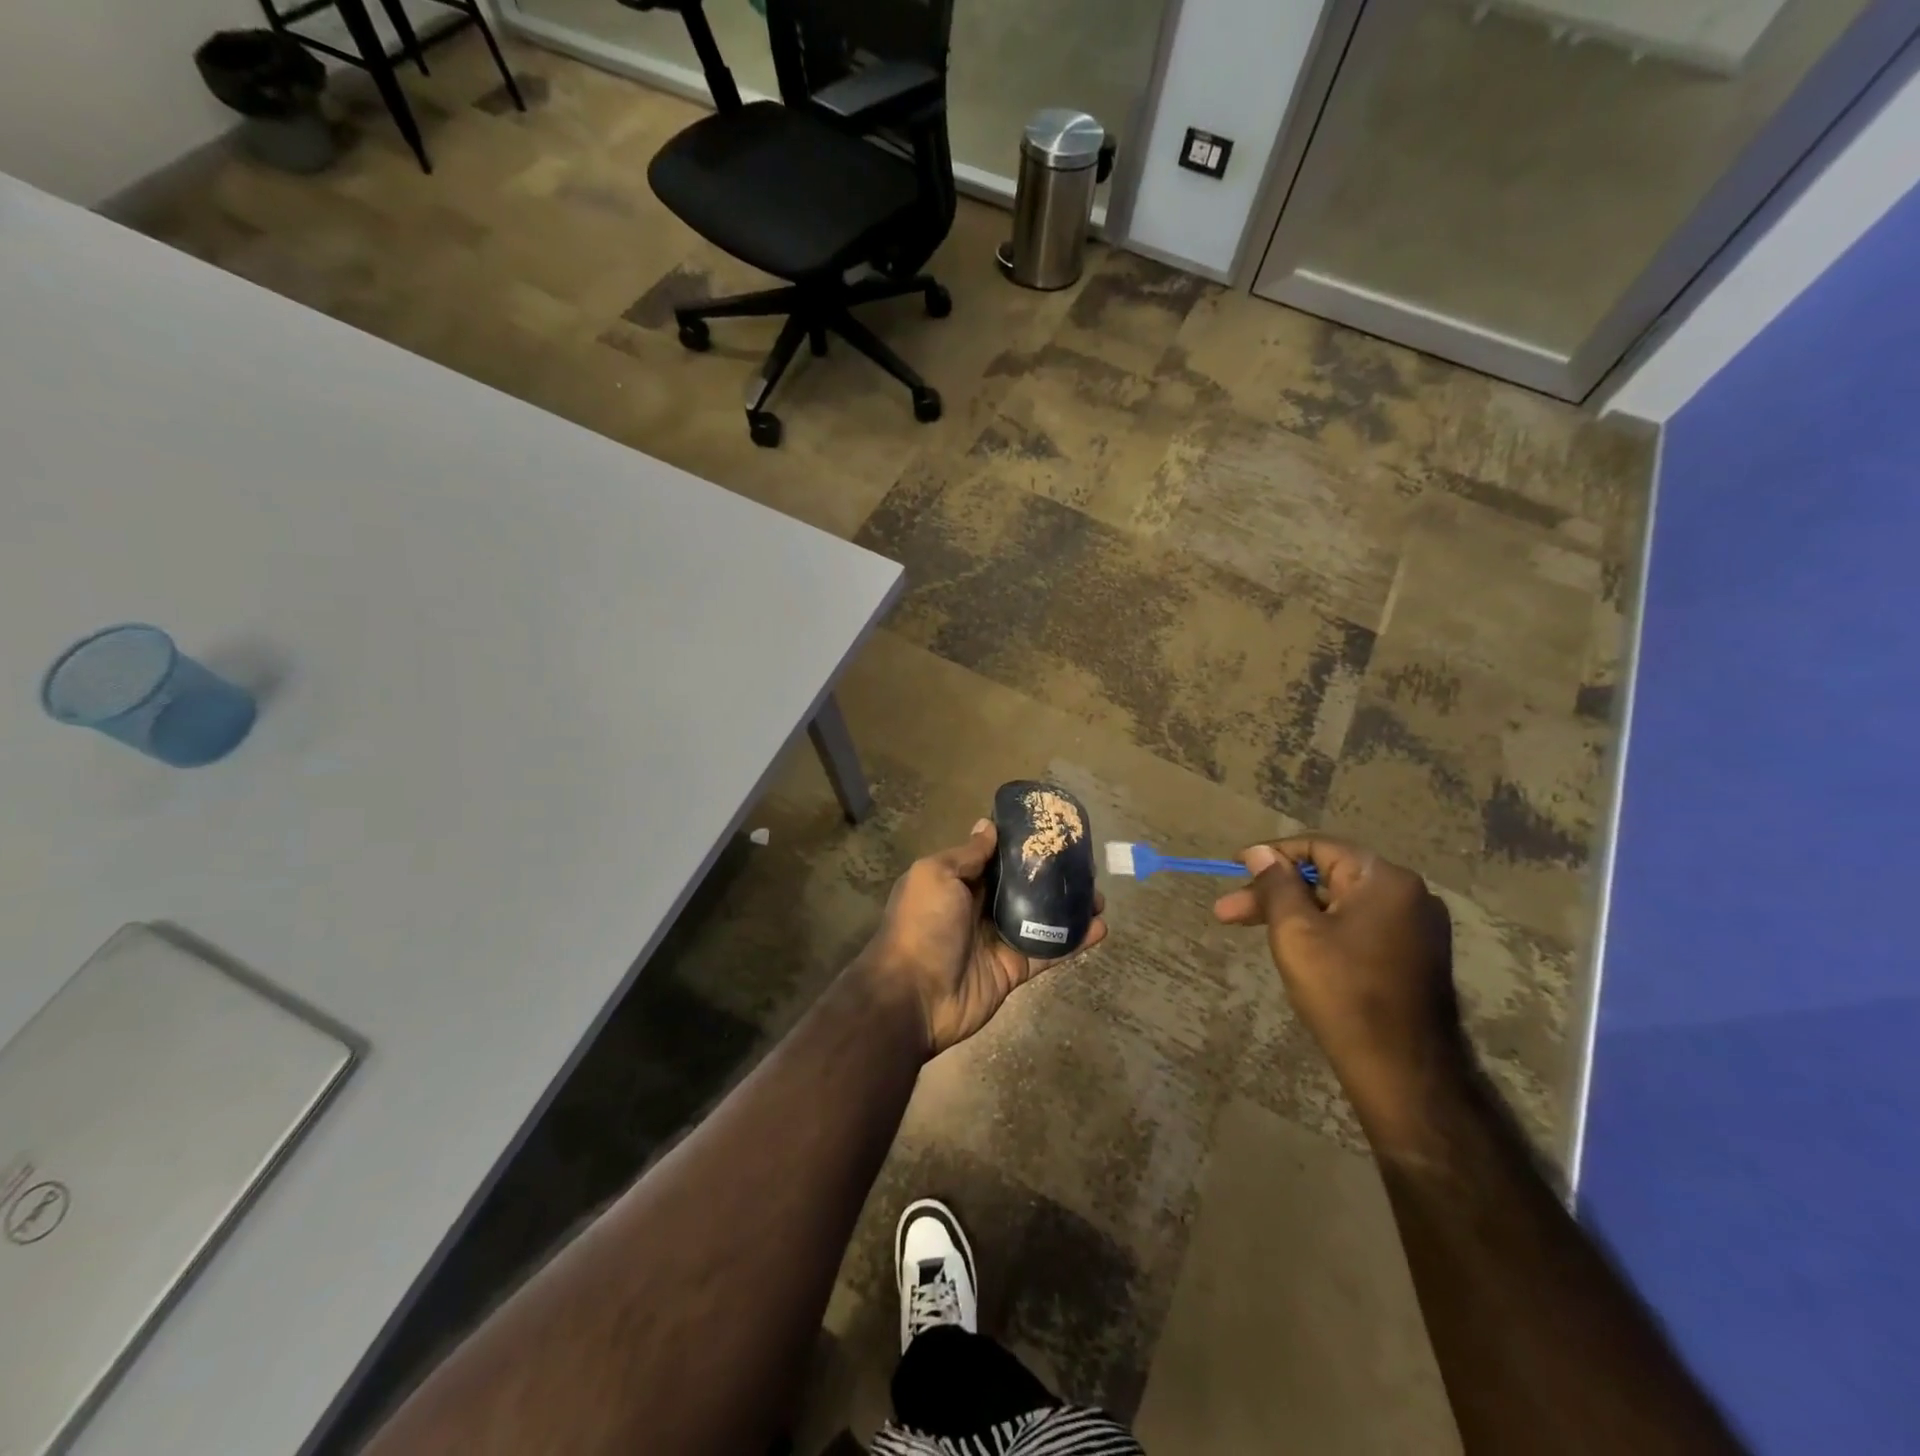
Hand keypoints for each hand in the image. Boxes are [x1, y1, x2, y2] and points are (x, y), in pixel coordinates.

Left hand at [862, 819, 1106, 1056]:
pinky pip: (1048, 951)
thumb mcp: (936, 876)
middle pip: (1022, 886)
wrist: (913, 996)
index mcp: (958, 881)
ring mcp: (998, 939)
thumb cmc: (922, 925)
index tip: (1052, 831)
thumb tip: (988, 825)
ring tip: (1100, 896)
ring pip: (1041, 917)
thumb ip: (967, 854)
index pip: (995, 857)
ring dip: (1069, 907)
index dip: (1022, 845)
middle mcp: (979, 907)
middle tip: (1086, 865)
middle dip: (1052, 876)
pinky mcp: (1014, 968)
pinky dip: (1074, 941)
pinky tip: (1100, 928)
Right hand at [1212, 835, 1465, 1139]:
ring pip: (1340, 903)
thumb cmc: (1343, 991)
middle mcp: (1408, 893)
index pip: (1317, 847)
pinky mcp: (1415, 954)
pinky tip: (1295, 946)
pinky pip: (1359, 925)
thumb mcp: (1295, 931)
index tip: (1234, 868)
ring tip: (1253, 931)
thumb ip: (1276, 885)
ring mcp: (1416, 926)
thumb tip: (1261, 853)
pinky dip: (1323, 929)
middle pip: (1328, 876)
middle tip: (1228, 912)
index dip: (1271, 855)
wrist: (1402, 1070)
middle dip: (1275, 892)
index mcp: (1384, 879)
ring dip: (1294, 912)